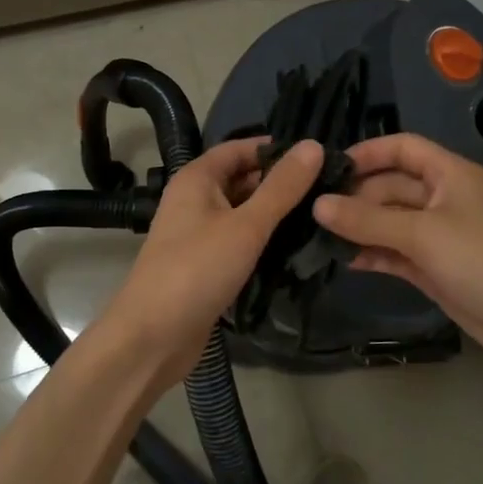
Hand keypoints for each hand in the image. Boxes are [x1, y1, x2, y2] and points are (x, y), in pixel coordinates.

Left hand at [102, 138, 323, 385]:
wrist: (152, 338)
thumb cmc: (197, 270)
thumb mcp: (246, 225)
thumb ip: (282, 187)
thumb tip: (314, 145)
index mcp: (197, 179)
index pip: (240, 148)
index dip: (276, 148)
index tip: (318, 156)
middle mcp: (195, 200)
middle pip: (243, 180)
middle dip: (281, 183)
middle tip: (329, 189)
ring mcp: (199, 235)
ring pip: (243, 213)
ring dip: (275, 214)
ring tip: (323, 215)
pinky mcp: (206, 265)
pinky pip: (239, 242)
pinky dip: (264, 241)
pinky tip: (297, 248)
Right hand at [312, 134, 482, 375]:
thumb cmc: (481, 260)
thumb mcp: (422, 234)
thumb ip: (368, 219)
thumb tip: (317, 205)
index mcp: (450, 174)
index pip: (403, 148)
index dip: (368, 152)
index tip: (328, 167)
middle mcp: (442, 198)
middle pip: (391, 185)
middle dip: (356, 196)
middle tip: (313, 212)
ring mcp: (437, 234)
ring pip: (389, 221)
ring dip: (359, 227)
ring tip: (317, 236)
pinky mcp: (433, 266)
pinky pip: (394, 251)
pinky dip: (372, 252)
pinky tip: (341, 260)